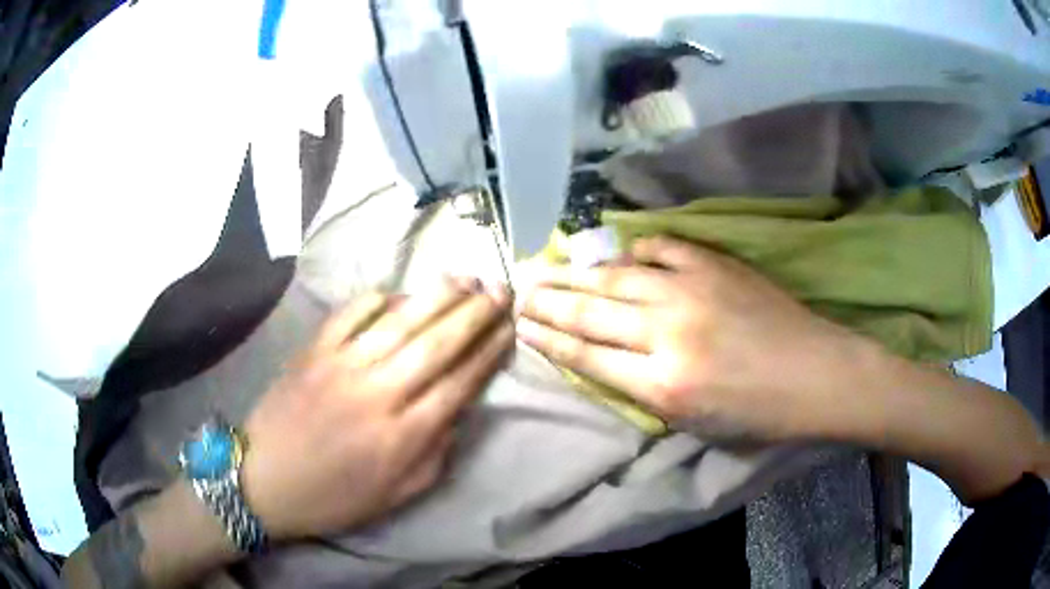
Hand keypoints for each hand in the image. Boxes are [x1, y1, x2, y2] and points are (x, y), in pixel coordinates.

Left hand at [242, 279, 512, 540]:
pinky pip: (352, 313)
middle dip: (475, 314)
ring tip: (466, 278)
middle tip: (500, 291)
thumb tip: (458, 411)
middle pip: (437, 344)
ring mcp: (342, 366)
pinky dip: (378, 298)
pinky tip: (398, 292)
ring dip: (438, 296)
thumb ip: (435, 455)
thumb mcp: (397, 495)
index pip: (459, 383)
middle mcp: (378, 393)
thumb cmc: (334, 497)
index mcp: (403, 436)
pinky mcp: (314, 351)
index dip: (489, 353)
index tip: (509, 330)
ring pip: (401, 321)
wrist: (264, 481)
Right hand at [517, 236, 869, 442]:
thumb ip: (642, 390)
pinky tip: (618, 256)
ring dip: (576, 273)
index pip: (587, 355)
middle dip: (547, 302)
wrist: (814, 374)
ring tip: (546, 268)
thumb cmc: (757, 412)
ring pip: (616, 277)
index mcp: (662, 385)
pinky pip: (661, 248)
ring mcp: (691, 291)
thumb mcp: (692, 423)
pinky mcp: (714, 265)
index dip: (548, 339)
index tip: (520, 326)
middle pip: (590, 312)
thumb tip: (602, 358)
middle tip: (518, 292)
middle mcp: (667, 333)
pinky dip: (635, 252)